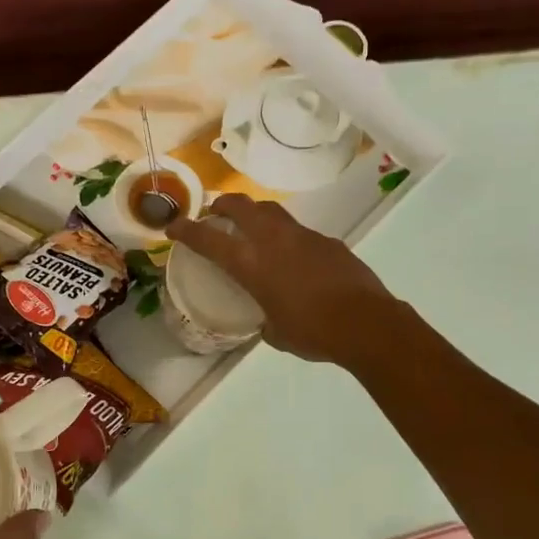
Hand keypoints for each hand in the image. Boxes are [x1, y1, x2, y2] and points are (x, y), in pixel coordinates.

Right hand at [164, 194, 398, 364]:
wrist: (365, 324)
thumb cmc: (312, 333)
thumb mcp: (276, 334)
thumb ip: (264, 321)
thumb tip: (266, 321)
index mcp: (251, 264)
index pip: (208, 239)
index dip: (186, 230)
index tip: (173, 226)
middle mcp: (273, 241)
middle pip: (241, 206)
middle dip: (222, 204)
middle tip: (215, 211)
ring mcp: (303, 237)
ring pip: (272, 211)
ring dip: (255, 213)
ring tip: (252, 227)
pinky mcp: (328, 242)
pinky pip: (299, 232)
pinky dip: (287, 237)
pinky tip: (294, 258)